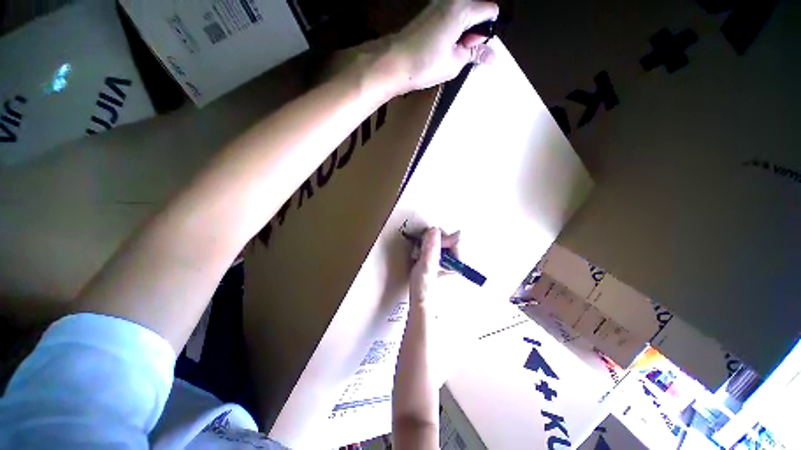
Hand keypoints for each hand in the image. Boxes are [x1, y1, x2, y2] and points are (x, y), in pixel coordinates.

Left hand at [377, 0, 499, 94]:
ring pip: (463, 13)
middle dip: (475, 30)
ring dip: (463, 31)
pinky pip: (450, 15)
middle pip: (476, 9)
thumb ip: (474, 54)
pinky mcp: (429, 11)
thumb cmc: (426, 64)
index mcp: (463, 9)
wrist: (395, 61)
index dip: (487, 32)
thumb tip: (492, 56)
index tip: (476, 49)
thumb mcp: (455, 62)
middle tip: (463, 53)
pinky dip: (452, 29)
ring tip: (451, 52)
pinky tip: (442, 46)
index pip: (490, 11)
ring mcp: (438, 3)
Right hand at [409, 228, 460, 304]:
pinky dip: (428, 256)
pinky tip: (420, 263)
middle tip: (420, 251)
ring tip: (418, 258)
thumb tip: (434, 230)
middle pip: (448, 244)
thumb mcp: (427, 266)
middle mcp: (458, 266)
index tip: (428, 240)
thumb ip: (431, 247)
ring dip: (428, 250)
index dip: (441, 237)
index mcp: (460, 264)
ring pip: (441, 250)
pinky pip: (437, 257)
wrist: (422, 310)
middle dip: (432, 244)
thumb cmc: (426, 291)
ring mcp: (451, 269)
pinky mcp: (443, 272)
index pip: (456, 239)